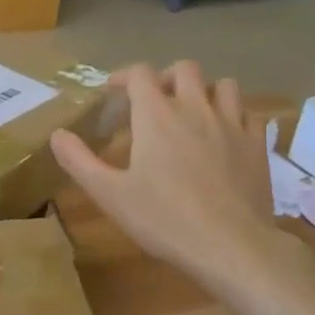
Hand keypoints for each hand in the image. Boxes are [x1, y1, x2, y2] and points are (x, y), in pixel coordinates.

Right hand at [51, 62, 311, 293]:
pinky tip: (227, 134)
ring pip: (223, 84)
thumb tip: (56, 135)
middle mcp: (195, 107)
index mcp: (156, 115)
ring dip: (205, 90)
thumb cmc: (164, 219)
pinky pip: (249, 113)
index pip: (140, 74)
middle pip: (185, 69)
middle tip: (155, 101)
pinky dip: (236, 115)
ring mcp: (232, 123)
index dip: (124, 76)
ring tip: (194, 112)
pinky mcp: (258, 144)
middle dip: (166, 77)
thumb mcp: (110, 194)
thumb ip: (79, 161)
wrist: (231, 245)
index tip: (113, 91)